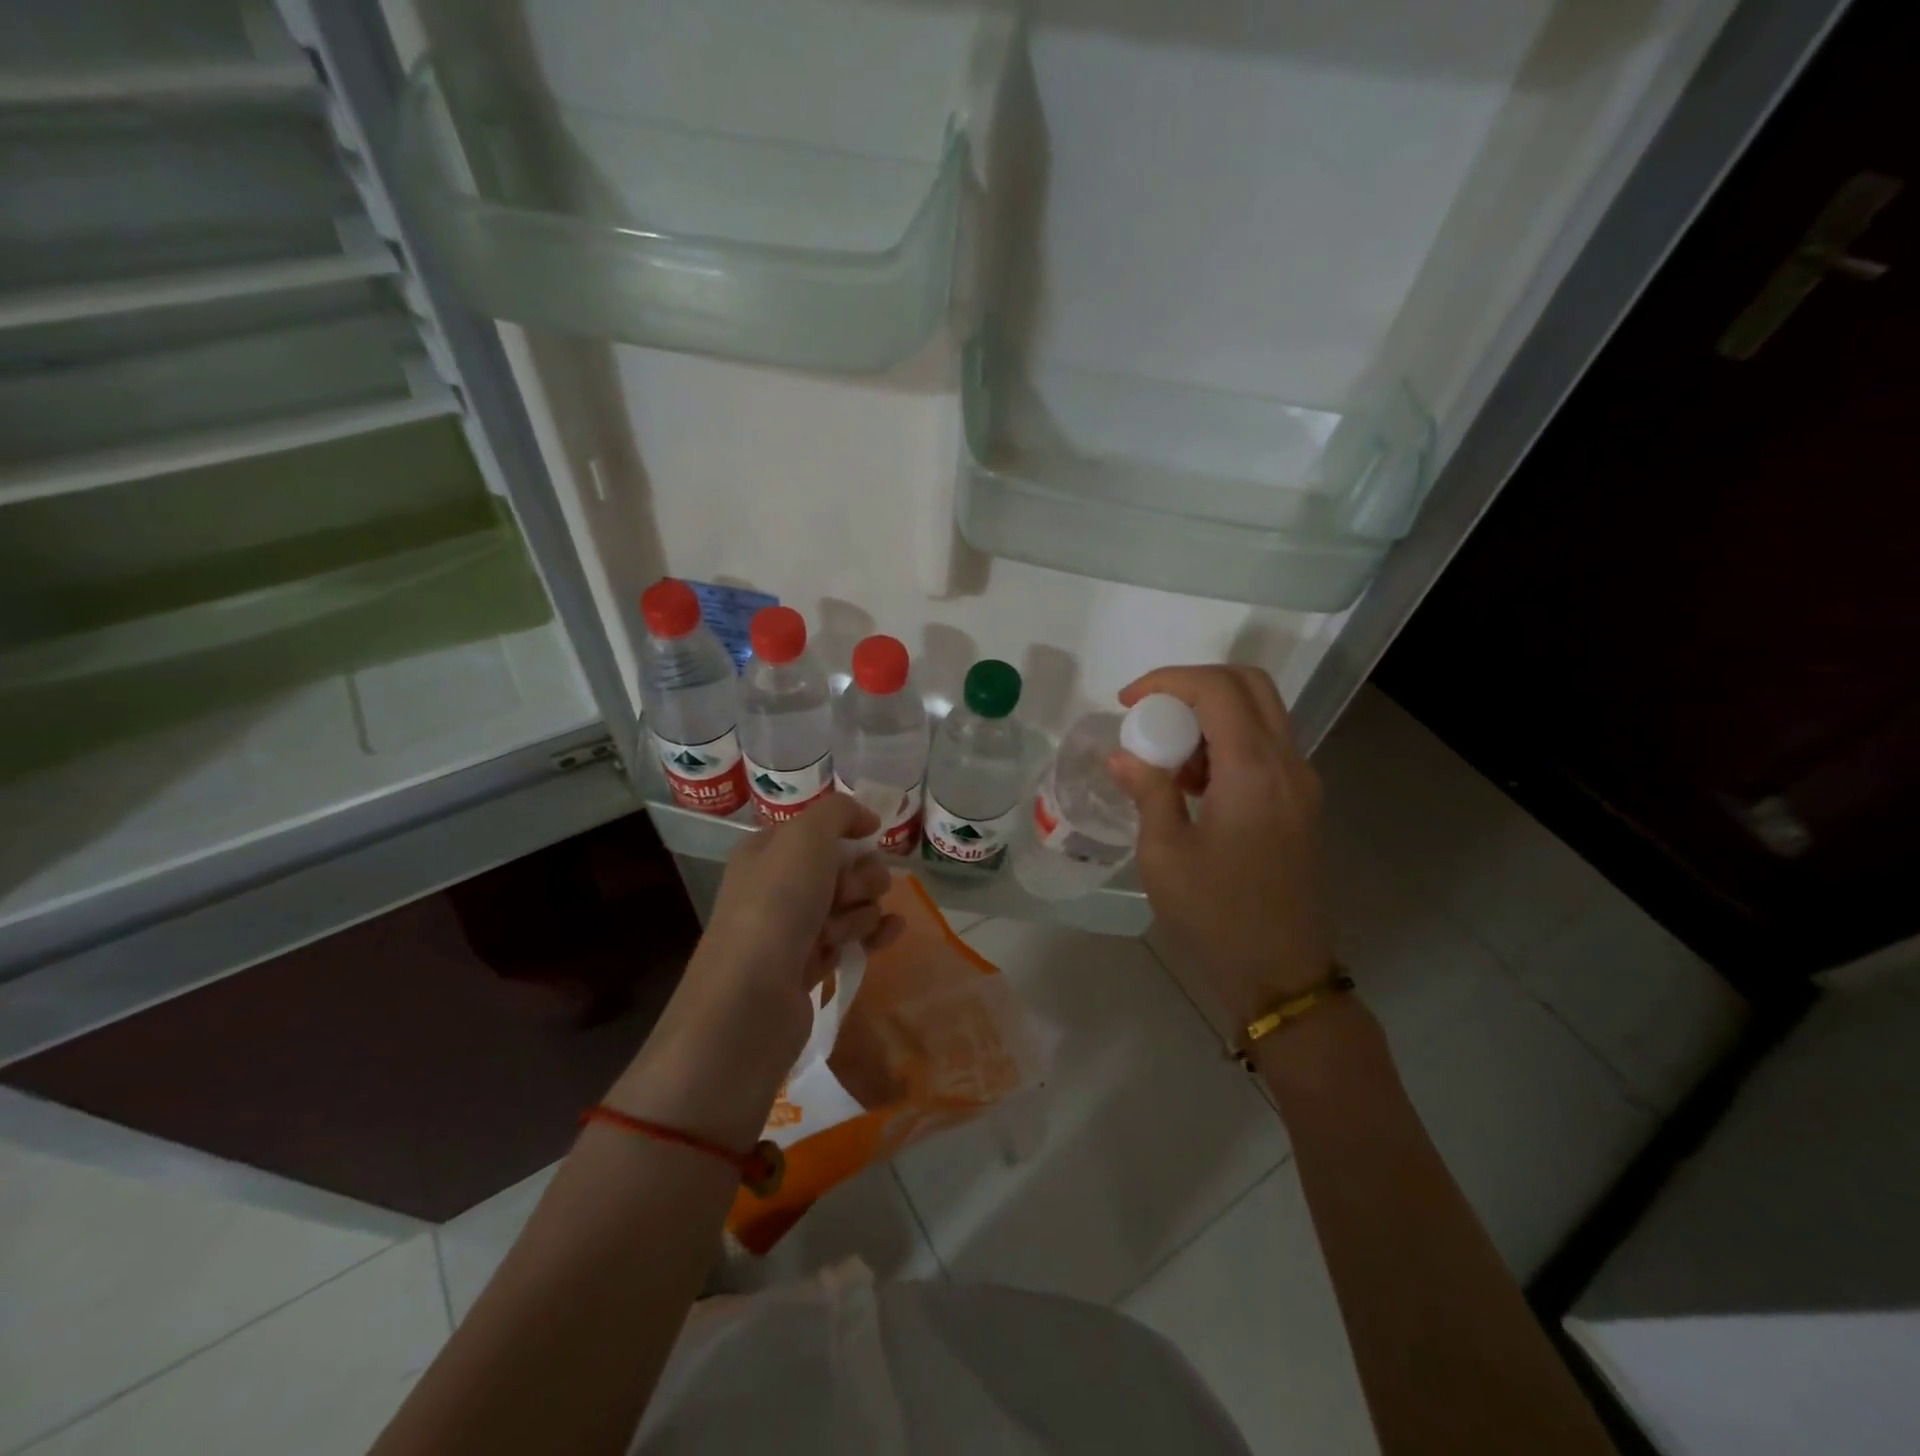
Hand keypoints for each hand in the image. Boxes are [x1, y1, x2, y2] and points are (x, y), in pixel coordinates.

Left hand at [609, 794, 903, 1148]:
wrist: (751, 997)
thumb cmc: (776, 904)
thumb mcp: (806, 836)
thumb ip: (839, 812)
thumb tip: (867, 819)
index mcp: (767, 851)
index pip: (820, 830)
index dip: (849, 835)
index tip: (868, 841)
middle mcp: (777, 887)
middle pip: (842, 867)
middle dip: (860, 877)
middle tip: (848, 894)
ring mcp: (792, 929)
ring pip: (851, 904)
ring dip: (860, 911)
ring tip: (840, 932)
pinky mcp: (808, 966)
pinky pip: (852, 939)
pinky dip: (874, 934)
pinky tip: (893, 931)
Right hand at [1108, 665, 1332, 1028]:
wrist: (1281, 972)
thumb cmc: (1216, 915)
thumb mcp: (1165, 854)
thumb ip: (1147, 791)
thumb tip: (1123, 755)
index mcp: (1254, 771)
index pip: (1217, 689)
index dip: (1167, 681)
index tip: (1126, 702)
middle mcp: (1288, 763)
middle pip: (1249, 684)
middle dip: (1193, 685)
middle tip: (1150, 713)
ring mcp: (1301, 782)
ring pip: (1261, 712)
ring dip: (1212, 714)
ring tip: (1168, 757)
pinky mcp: (1301, 802)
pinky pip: (1266, 745)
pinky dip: (1228, 741)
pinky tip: (1195, 783)